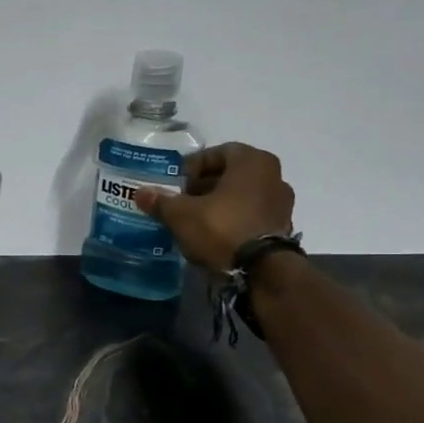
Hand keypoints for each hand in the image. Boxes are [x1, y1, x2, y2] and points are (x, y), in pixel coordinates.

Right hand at [135, 141, 295, 271]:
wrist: (262, 271)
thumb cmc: (222, 228)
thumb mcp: (182, 214)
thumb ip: (161, 201)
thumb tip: (141, 193)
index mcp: (253, 161)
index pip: (218, 152)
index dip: (193, 166)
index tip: (176, 183)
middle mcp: (274, 176)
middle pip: (231, 174)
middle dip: (204, 185)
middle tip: (181, 200)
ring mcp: (282, 203)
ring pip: (242, 195)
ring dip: (218, 203)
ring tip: (194, 219)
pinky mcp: (282, 228)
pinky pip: (251, 215)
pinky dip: (232, 219)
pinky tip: (213, 234)